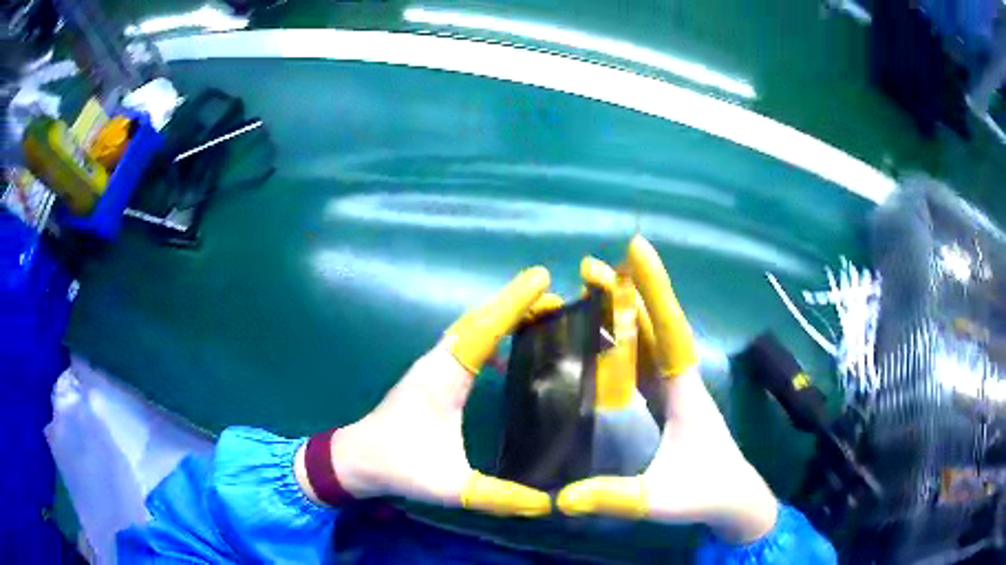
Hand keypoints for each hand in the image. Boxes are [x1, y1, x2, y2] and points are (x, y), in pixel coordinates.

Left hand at [296, 268, 554, 516]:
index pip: (484, 329)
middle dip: (515, 302)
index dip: (514, 303)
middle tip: (553, 296)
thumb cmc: (400, 465)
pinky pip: (465, 341)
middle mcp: (438, 362)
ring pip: (471, 327)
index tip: (542, 279)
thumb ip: (498, 495)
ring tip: (538, 312)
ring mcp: (432, 366)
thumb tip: (548, 504)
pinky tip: (507, 351)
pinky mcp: (431, 374)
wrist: (357, 459)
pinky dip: (489, 332)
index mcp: (445, 377)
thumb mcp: (451, 485)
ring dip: (502, 314)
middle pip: (479, 319)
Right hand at [557, 236, 778, 543]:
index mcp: (684, 393)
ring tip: (593, 291)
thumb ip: (613, 497)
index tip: (636, 249)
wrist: (736, 500)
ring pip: (649, 341)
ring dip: (624, 314)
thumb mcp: (658, 499)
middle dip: (628, 293)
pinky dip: (625, 343)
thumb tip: (561, 498)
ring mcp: (676, 391)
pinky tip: (603, 339)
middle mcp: (681, 382)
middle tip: (591, 269)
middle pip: (655, 326)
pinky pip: (644, 363)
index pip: (669, 331)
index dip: (655, 290)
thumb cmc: (706, 493)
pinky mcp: (669, 403)